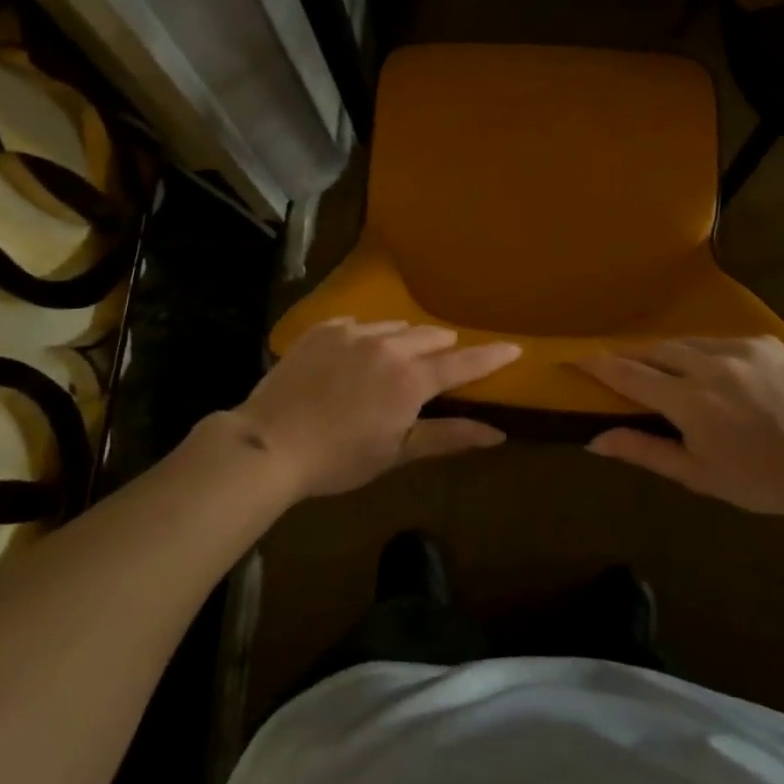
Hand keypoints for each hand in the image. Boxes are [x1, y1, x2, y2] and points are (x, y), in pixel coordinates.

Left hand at [220, 317, 521, 499]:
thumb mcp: (397, 453)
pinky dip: (367, 337)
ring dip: (405, 340)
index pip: (463, 363)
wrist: (269, 443)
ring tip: (398, 358)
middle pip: (430, 337)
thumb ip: (448, 436)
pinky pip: (357, 324)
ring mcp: (353, 332)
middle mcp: (388, 346)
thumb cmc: (339, 459)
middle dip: (443, 348)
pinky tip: (355, 353)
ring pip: (394, 327)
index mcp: (411, 379)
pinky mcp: (323, 329)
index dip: (490, 356)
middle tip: (443, 361)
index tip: (514, 347)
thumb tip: (498, 433)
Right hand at [578, 336, 783, 519]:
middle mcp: (710, 365)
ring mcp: (740, 348)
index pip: (630, 374)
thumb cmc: (761, 479)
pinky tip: (716, 375)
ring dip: (670, 355)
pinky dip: (705, 354)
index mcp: (690, 402)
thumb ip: (644, 450)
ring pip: (686, 342)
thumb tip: (594, 440)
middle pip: (655, 350)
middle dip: (634, 358)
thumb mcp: (698, 474)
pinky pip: (719, 341)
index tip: (575, 356)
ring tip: (670, 375)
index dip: (599, 364)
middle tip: (623, 369)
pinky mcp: (764, 341)